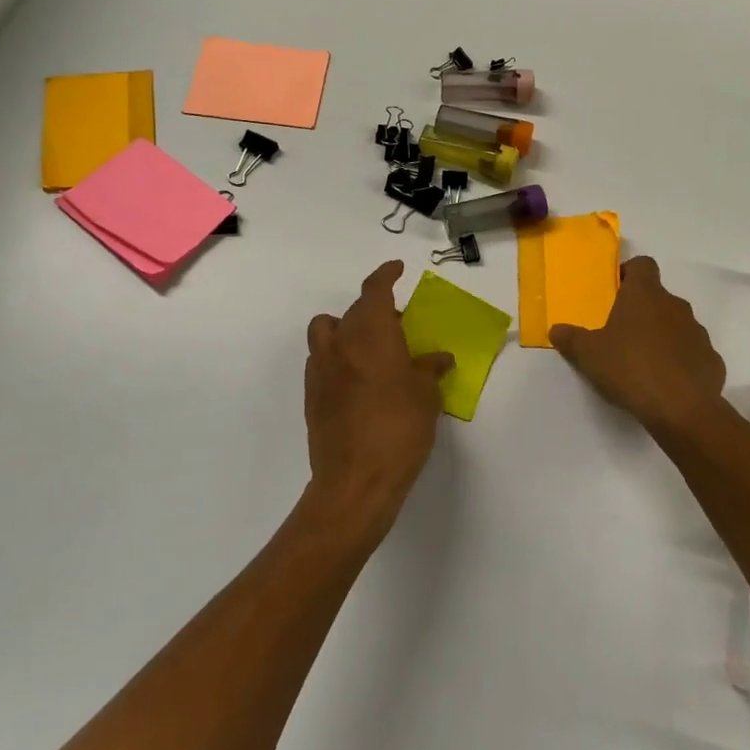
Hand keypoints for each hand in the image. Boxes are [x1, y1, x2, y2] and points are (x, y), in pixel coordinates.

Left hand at [303, 260, 452, 536]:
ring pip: (327, 331)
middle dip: (375, 310)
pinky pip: (323, 360)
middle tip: (400, 326)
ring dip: (347, 329)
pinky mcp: (312, 396)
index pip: (374, 289)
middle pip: (353, 310)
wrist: (355, 480)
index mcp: (370, 332)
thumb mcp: (426, 395)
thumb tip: (438, 358)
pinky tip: (359, 381)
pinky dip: (339, 358)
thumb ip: (429, 369)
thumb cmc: (399, 427)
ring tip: (372, 350)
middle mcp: (340, 342)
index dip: (386, 274)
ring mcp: (321, 369)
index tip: (398, 269)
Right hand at [550, 256, 727, 439]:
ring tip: (643, 362)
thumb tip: (556, 329)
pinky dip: (681, 362)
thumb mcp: (588, 355)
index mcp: (645, 295)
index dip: (630, 273)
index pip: (643, 265)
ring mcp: (698, 333)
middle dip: (642, 311)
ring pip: (677, 325)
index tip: (616, 290)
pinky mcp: (712, 360)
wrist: (681, 408)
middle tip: (621, 334)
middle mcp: (675, 306)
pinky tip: (667, 383)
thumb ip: (571, 339)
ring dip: (662, 336)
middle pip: (658, 298)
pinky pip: (692, 354)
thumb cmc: (629, 368)